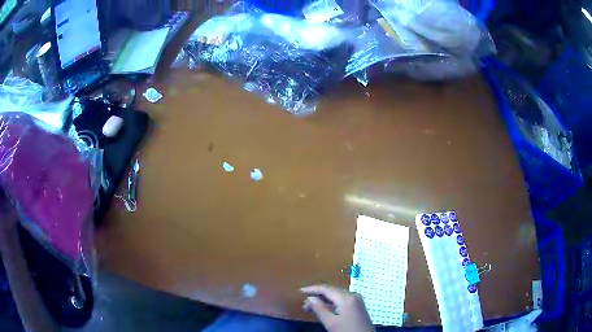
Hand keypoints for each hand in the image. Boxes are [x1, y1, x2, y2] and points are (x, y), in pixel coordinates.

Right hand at [301, 284, 373, 331]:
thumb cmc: (347, 331)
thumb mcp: (331, 322)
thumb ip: (319, 309)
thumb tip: (310, 298)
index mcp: (346, 297)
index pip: (326, 288)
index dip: (312, 289)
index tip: (300, 291)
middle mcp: (353, 295)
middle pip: (332, 290)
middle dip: (317, 295)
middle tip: (304, 303)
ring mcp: (357, 300)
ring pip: (337, 295)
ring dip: (324, 299)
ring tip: (311, 307)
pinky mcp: (358, 306)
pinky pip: (342, 299)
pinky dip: (332, 302)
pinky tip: (325, 308)